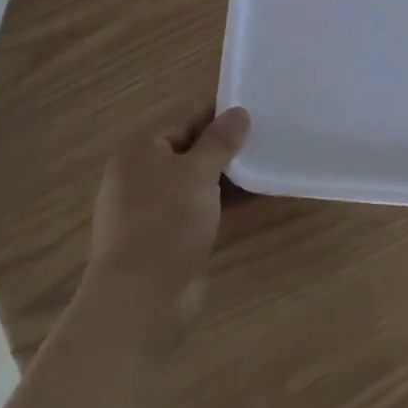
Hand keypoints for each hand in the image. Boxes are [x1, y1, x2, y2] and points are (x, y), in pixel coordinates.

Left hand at [86, 105, 251, 330]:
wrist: (142, 298)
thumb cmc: (166, 220)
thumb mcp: (198, 172)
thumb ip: (220, 141)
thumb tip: (239, 112)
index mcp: (139, 152)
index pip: (183, 121)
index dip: (217, 115)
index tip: (253, 110)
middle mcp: (141, 178)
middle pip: (190, 153)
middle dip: (226, 148)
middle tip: (266, 138)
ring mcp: (154, 212)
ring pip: (198, 185)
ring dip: (229, 179)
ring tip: (268, 166)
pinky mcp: (169, 241)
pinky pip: (202, 212)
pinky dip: (226, 206)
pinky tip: (258, 200)